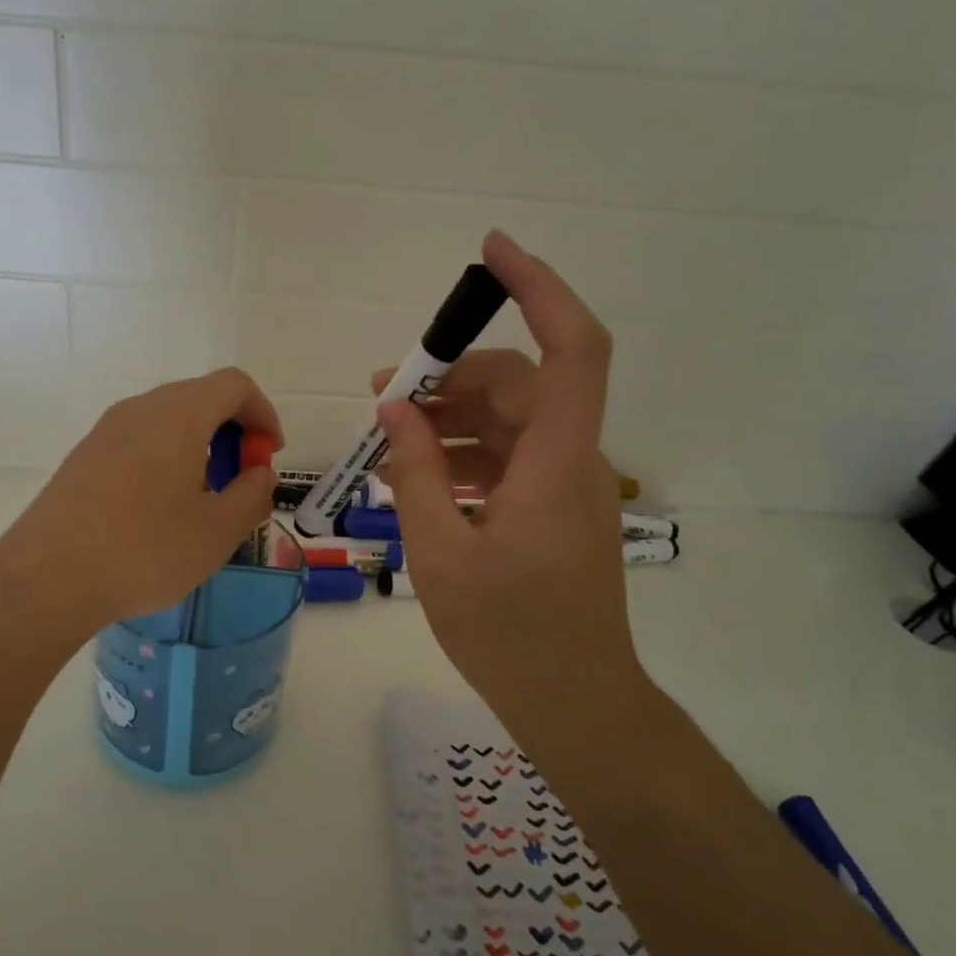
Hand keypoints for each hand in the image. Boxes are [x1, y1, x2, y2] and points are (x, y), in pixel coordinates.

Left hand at [0, 368, 280, 628]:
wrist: (47, 578)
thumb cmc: (144, 551)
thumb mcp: (218, 531)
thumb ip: (252, 494)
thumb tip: (259, 474)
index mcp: (177, 415)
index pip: (234, 385)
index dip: (263, 414)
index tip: (269, 456)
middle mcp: (139, 410)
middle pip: (199, 398)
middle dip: (232, 433)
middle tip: (239, 482)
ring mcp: (105, 432)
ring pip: (167, 421)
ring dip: (198, 448)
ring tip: (202, 501)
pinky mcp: (84, 458)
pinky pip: (139, 441)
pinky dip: (166, 460)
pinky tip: (160, 511)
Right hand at [374, 231, 645, 725]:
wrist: (574, 701)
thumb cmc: (508, 633)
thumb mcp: (440, 551)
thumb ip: (415, 472)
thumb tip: (394, 409)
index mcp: (554, 462)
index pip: (570, 348)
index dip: (538, 289)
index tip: (491, 254)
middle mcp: (570, 459)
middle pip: (518, 384)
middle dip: (448, 378)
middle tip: (381, 395)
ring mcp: (565, 485)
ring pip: (509, 421)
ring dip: (450, 418)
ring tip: (388, 440)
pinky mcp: (554, 508)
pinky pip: (508, 458)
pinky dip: (463, 455)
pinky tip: (418, 477)